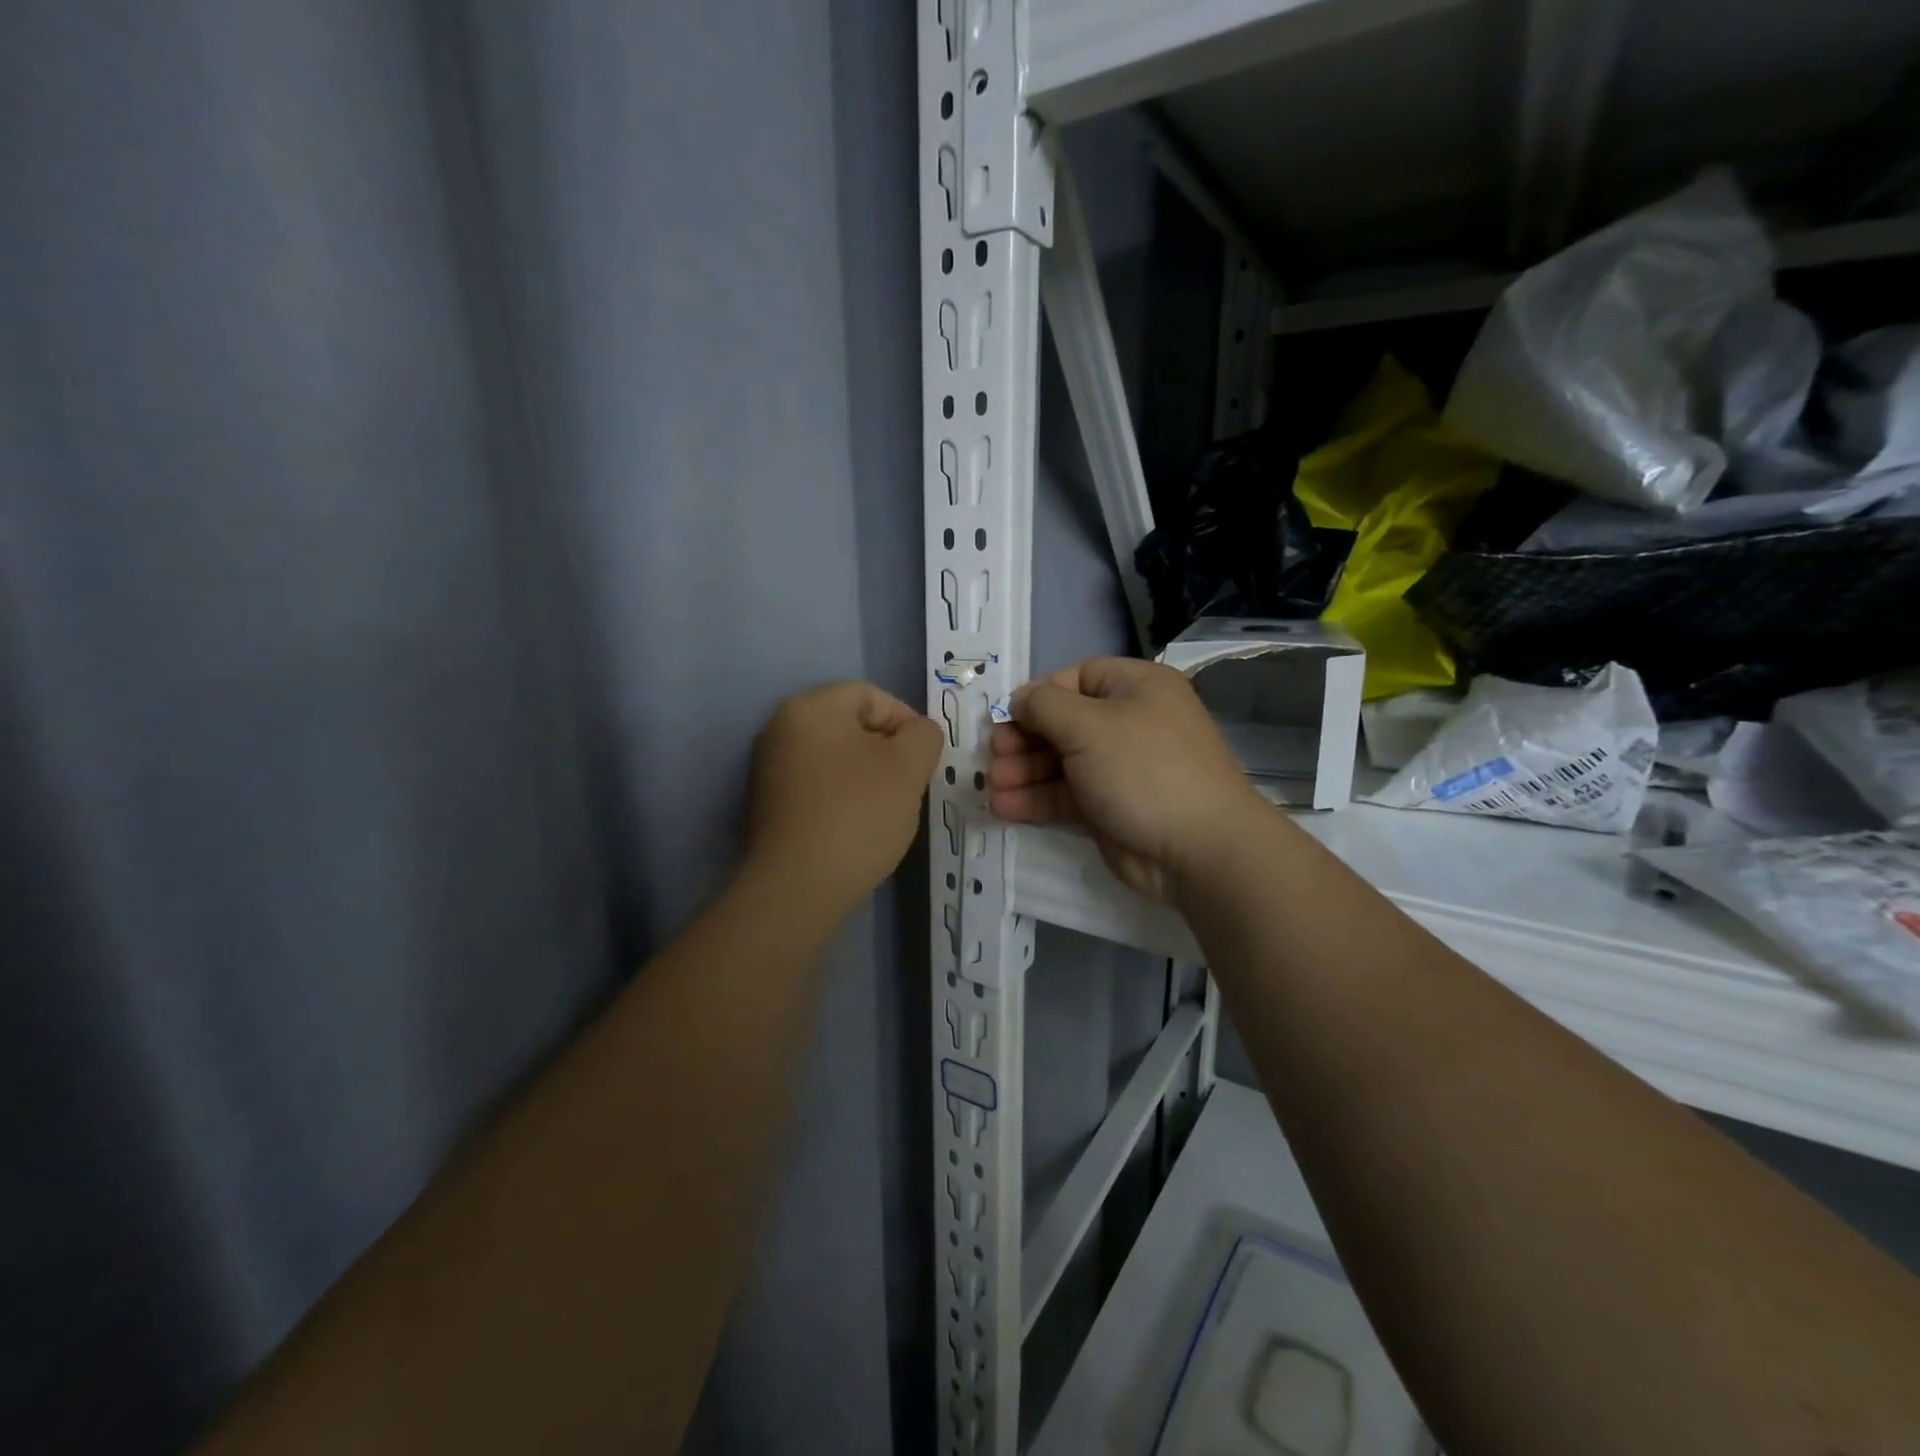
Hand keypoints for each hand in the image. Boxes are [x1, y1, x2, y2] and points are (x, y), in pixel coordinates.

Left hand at [746, 681, 943, 920]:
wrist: (798, 887)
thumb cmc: (857, 814)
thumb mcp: (908, 767)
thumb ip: (924, 736)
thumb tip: (918, 733)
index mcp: (810, 707)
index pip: (871, 695)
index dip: (906, 721)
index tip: (923, 759)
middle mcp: (780, 728)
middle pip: (851, 724)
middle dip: (887, 750)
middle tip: (909, 784)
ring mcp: (768, 767)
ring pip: (836, 756)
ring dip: (867, 775)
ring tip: (886, 809)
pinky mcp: (767, 803)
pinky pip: (817, 784)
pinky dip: (842, 795)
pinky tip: (857, 826)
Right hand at [987, 658, 1263, 902]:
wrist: (1197, 849)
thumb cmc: (1143, 769)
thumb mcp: (1089, 726)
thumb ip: (1045, 706)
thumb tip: (1020, 699)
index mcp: (1135, 687)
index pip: (1076, 677)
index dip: (1038, 694)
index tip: (1007, 716)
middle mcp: (1128, 722)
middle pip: (1063, 722)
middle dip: (1023, 738)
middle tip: (993, 755)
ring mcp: (1119, 767)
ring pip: (1060, 761)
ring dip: (1023, 771)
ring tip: (992, 786)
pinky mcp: (1109, 806)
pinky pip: (1066, 794)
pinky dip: (1035, 799)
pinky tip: (1003, 807)